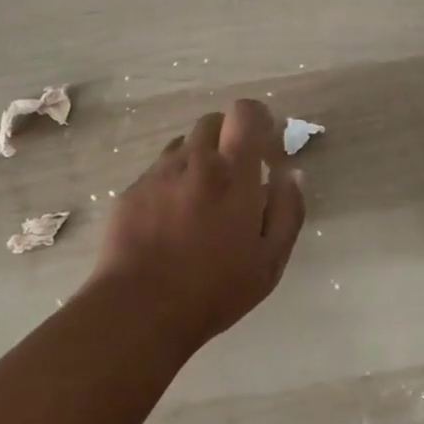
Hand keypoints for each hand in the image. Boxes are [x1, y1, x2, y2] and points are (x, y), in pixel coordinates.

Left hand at [93, 98, 305, 347]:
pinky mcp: (131, 192)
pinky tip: (170, 219)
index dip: (257, 118)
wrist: (138, 310)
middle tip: (235, 174)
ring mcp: (158, 175)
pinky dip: (171, 183)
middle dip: (228, 137)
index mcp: (233, 174)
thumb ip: (287, 211)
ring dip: (198, 159)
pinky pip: (157, 171)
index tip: (264, 142)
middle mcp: (195, 162)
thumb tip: (291, 174)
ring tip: (201, 199)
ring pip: (183, 145)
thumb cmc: (214, 290)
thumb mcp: (269, 262)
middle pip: (212, 122)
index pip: (245, 114)